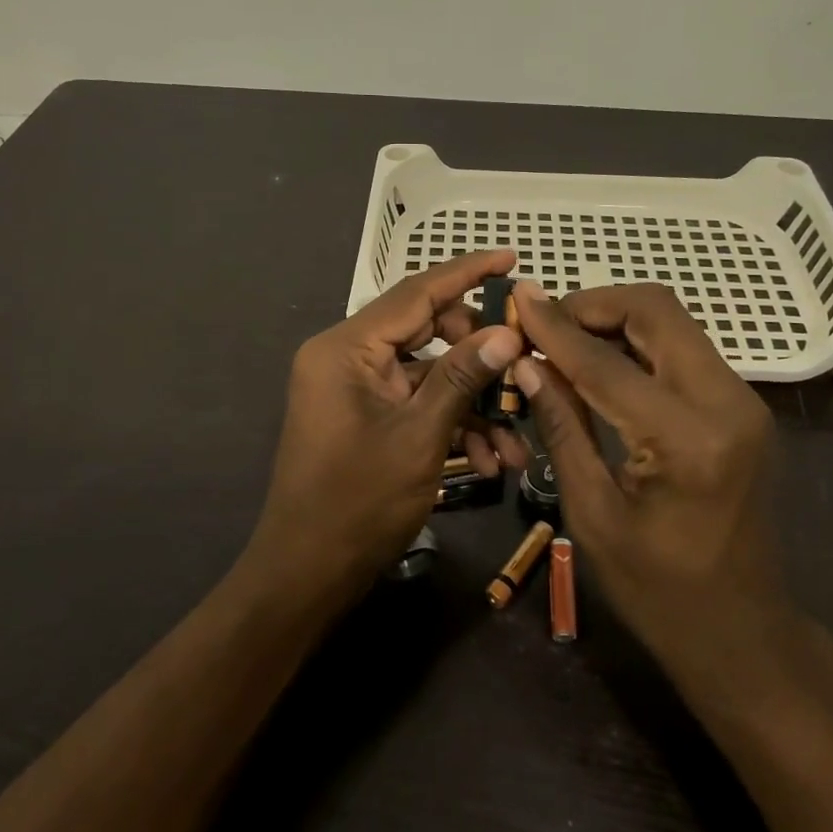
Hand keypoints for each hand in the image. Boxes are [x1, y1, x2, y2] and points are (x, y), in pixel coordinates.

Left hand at [245, 251, 528, 609]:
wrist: (308, 573)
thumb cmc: (358, 502)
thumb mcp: (419, 436)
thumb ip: (462, 378)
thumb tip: (506, 332)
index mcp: (347, 348)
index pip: (416, 292)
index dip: (467, 272)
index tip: (511, 258)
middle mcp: (347, 358)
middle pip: (428, 332)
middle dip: (480, 357)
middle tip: (524, 370)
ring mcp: (356, 389)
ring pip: (429, 376)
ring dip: (473, 405)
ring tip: (514, 445)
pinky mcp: (366, 418)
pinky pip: (416, 405)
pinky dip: (451, 426)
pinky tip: (487, 462)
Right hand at [510, 281, 799, 691]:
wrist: (741, 630)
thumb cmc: (656, 590)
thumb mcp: (592, 512)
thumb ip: (562, 426)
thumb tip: (526, 363)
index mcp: (686, 439)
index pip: (605, 361)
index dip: (554, 326)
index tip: (517, 297)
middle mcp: (727, 403)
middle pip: (656, 311)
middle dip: (592, 304)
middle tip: (542, 323)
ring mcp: (743, 401)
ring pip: (673, 323)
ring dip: (615, 320)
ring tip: (562, 340)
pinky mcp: (743, 408)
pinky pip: (683, 350)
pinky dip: (637, 343)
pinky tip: (599, 364)